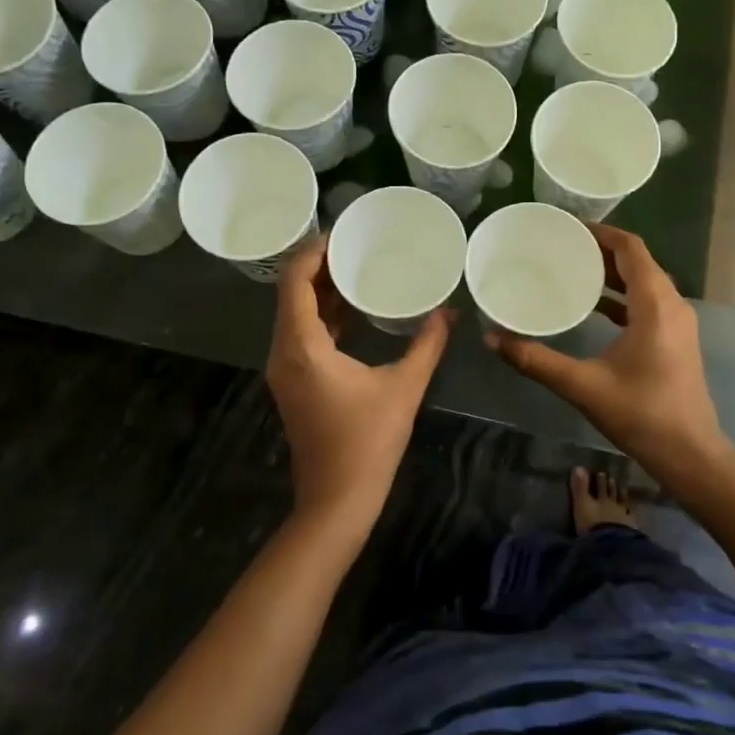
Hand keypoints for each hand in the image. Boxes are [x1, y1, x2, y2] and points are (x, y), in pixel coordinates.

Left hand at [266, 234, 453, 535]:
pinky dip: (322, 316)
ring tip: (355, 268)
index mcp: (302, 346)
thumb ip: (427, 345)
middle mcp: (284, 352)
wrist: (337, 501)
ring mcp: (285, 370)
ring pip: (295, 315)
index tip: (342, 233)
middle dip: (319, 266)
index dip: (313, 252)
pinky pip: (302, 335)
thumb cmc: (368, 442)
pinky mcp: (294, 384)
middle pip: (291, 293)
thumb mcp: (404, 388)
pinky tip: (352, 310)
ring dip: (320, 291)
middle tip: (354, 245)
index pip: (295, 281)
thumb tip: (450, 313)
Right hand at [486, 224, 729, 486]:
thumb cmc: (641, 414)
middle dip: (602, 250)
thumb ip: (535, 360)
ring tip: (573, 269)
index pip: (631, 249)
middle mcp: (672, 305)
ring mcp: (678, 322)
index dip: (602, 232)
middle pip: (638, 262)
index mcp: (655, 305)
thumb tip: (492, 338)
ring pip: (645, 282)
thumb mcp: (582, 386)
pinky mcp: (676, 339)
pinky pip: (648, 302)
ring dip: (613, 273)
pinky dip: (622, 296)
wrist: (690, 454)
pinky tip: (594, 307)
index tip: (569, 227)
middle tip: (563, 246)